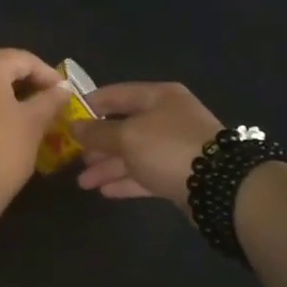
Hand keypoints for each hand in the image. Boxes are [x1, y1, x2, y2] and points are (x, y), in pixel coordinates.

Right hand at [70, 82, 222, 211]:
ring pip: (132, 154)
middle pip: (123, 126)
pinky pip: (145, 174)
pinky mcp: (178, 175)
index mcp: (158, 97)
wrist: (220, 187)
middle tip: (72, 156)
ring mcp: (174, 148)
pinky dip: (125, 181)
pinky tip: (103, 191)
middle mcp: (166, 118)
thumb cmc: (168, 148)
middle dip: (97, 143)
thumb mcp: (127, 136)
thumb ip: (97, 132)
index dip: (90, 105)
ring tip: (83, 181)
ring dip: (107, 166)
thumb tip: (72, 125)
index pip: (116, 95)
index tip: (66, 118)